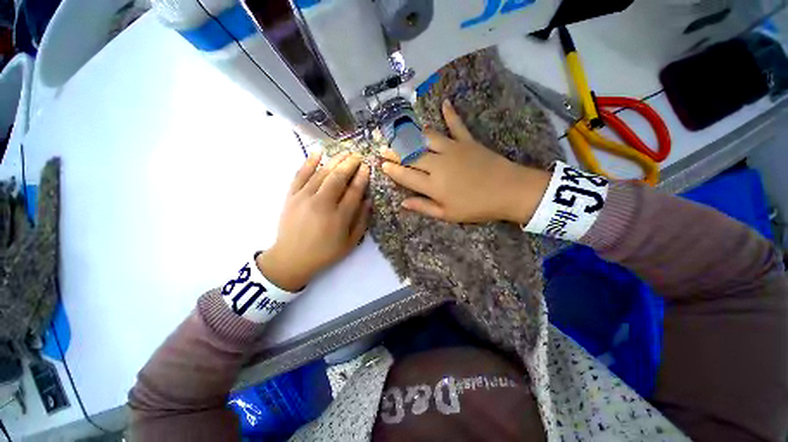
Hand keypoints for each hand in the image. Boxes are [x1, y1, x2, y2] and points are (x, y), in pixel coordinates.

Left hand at [257, 152, 370, 290]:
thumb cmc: (324, 253)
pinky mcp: (291, 196)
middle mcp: (322, 204)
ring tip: (345, 152)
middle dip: (350, 164)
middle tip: (358, 156)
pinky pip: (300, 175)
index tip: (367, 167)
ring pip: (322, 173)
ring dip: (335, 160)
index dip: (362, 177)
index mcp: (339, 217)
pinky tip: (318, 152)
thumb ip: (361, 221)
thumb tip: (368, 200)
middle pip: (338, 178)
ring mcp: (304, 198)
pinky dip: (309, 162)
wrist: (290, 258)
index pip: (354, 191)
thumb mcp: (350, 243)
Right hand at [381, 99, 550, 223]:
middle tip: (383, 146)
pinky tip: (444, 102)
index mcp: (433, 185)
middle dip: (395, 151)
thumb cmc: (476, 207)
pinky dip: (450, 114)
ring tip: (400, 130)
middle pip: (411, 155)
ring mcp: (452, 149)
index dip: (392, 170)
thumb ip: (424, 207)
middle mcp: (438, 164)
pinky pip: (456, 125)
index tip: (381, 164)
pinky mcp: (467, 141)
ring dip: (412, 134)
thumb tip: (403, 203)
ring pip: (426, 138)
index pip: (406, 175)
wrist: (509, 191)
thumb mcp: (447, 214)